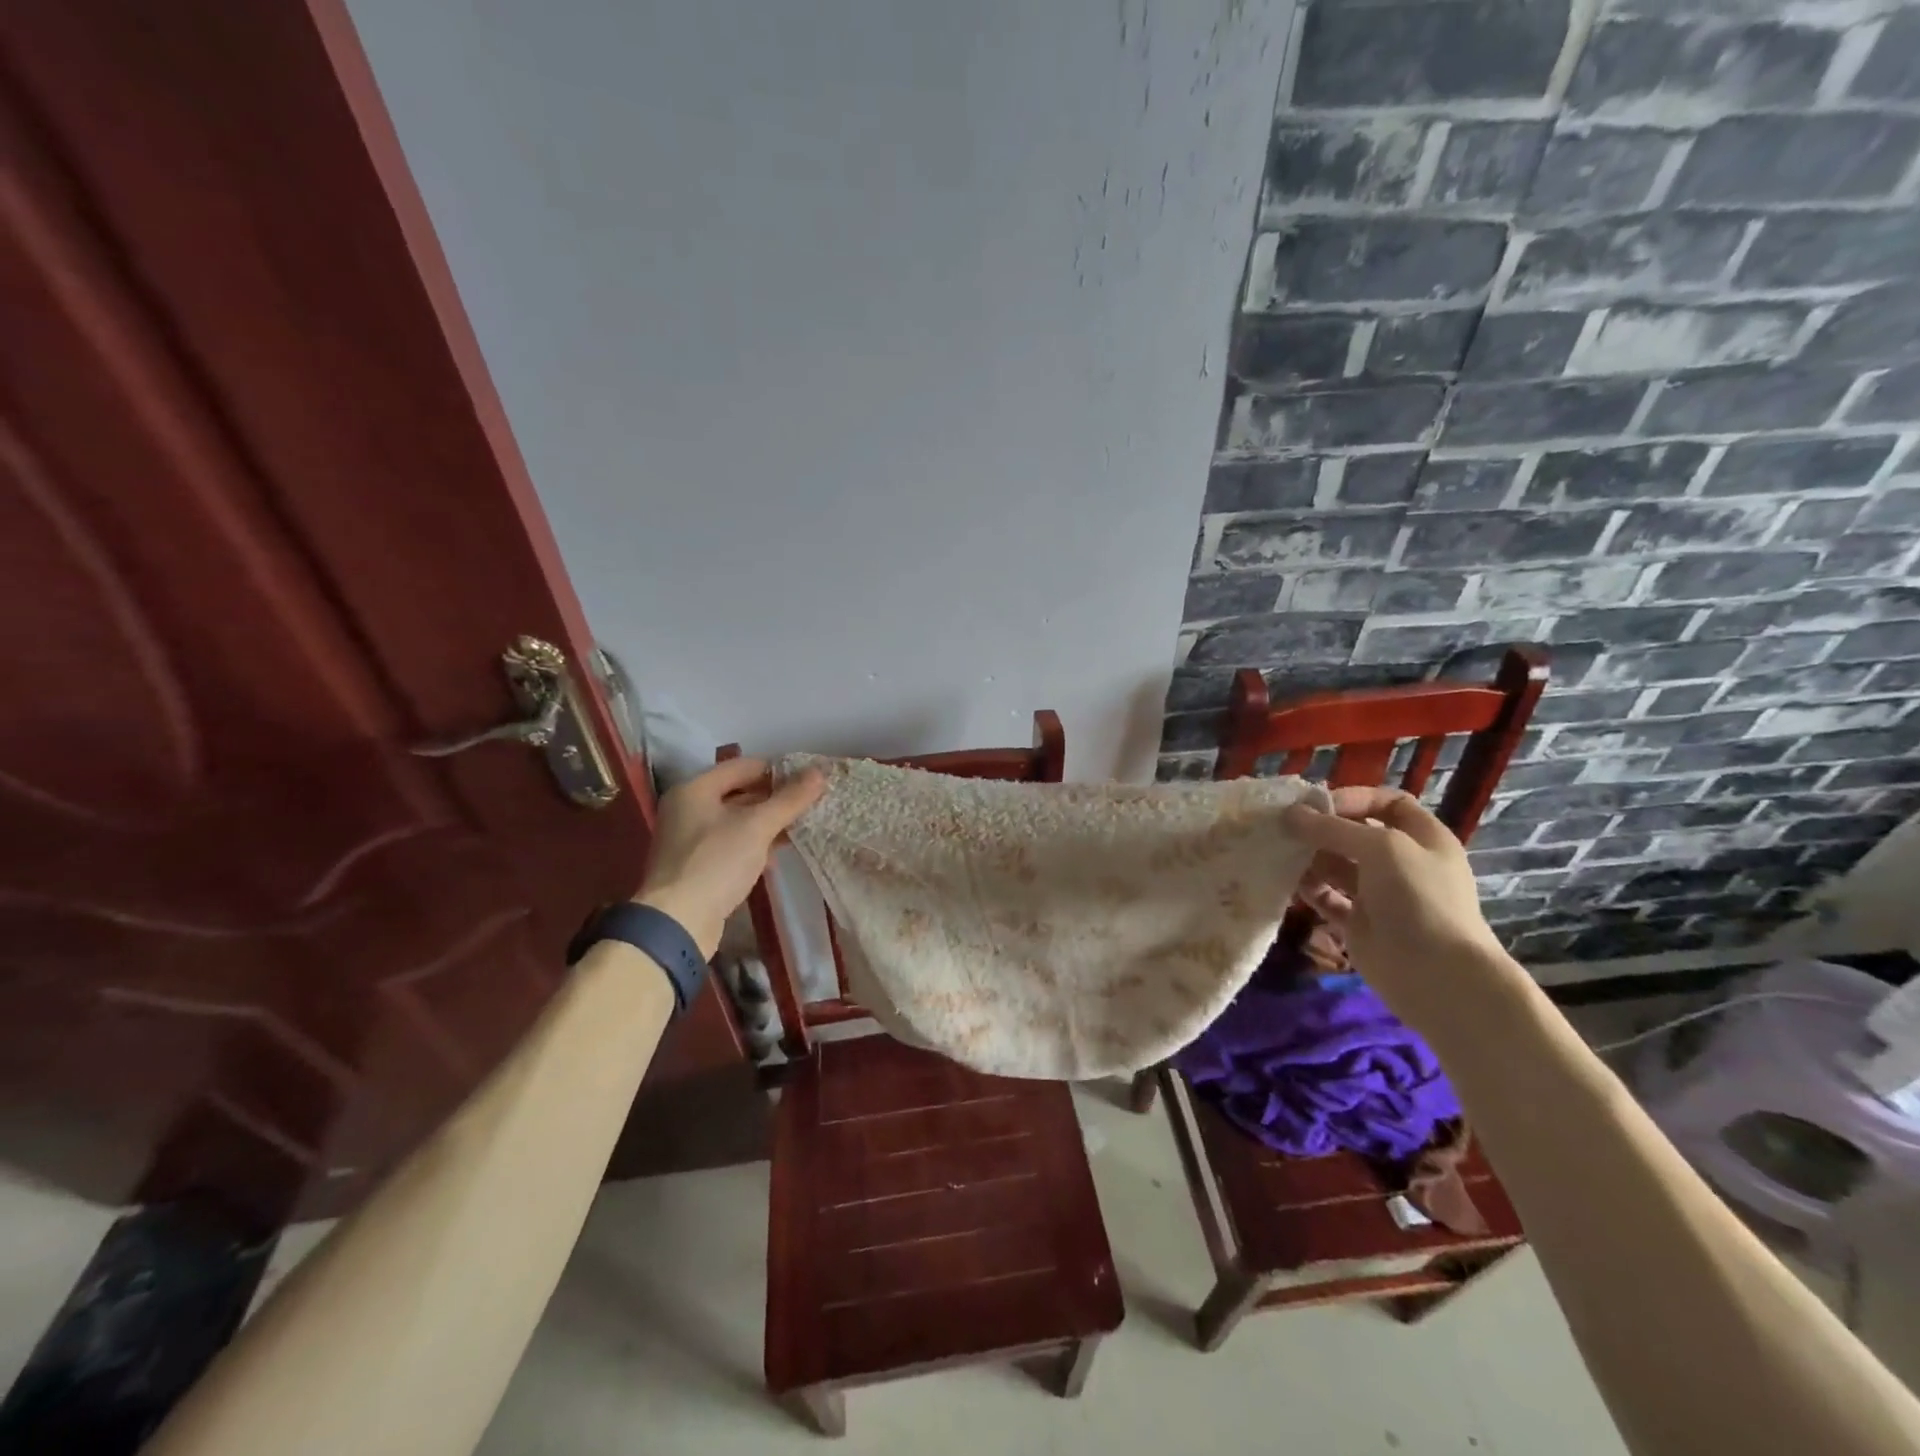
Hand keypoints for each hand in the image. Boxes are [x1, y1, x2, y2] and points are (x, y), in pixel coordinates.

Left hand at [634, 757, 825, 958]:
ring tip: (801, 824)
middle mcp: (687, 809)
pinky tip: (777, 853)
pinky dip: (754, 844)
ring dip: (766, 822)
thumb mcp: (757, 826)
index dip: (777, 769)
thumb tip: (820, 772)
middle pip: (738, 792)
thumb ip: (789, 799)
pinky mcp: (697, 866)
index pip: (742, 766)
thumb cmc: (716, 863)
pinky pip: (731, 844)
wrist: (679, 922)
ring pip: (736, 820)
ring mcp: (689, 839)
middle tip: (809, 801)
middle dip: (774, 797)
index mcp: (694, 790)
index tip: (808, 777)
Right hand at [1281, 787, 1516, 1031]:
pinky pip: (1328, 898)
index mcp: (1422, 838)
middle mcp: (1401, 863)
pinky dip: (1309, 889)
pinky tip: (1288, 884)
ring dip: (1309, 858)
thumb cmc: (1419, 898)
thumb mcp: (1381, 848)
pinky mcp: (1359, 923)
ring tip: (1280, 854)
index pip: (1388, 802)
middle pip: (1355, 834)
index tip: (1317, 804)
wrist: (1438, 976)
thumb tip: (1290, 814)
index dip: (1354, 798)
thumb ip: (1332, 828)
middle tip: (1283, 828)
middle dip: (1321, 828)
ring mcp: (1380, 894)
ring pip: (1337, 865)